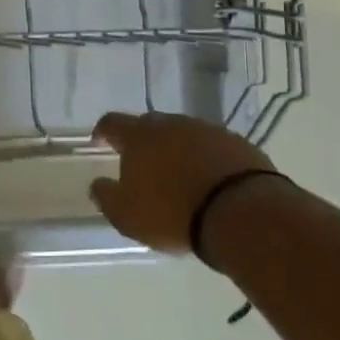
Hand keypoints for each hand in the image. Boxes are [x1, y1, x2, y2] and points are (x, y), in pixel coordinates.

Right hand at [89, 111, 275, 254]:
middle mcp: (171, 124)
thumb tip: (97, 185)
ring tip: (179, 175)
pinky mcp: (237, 143)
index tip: (99, 141)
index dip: (103, 131)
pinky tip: (209, 180)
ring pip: (182, 134)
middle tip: (142, 162)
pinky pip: (212, 146)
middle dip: (142, 141)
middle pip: (149, 125)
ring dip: (176, 149)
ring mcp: (206, 130)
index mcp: (139, 137)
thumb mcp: (128, 216)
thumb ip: (107, 198)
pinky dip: (205, 158)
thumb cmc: (173, 214)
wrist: (242, 213)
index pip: (112, 123)